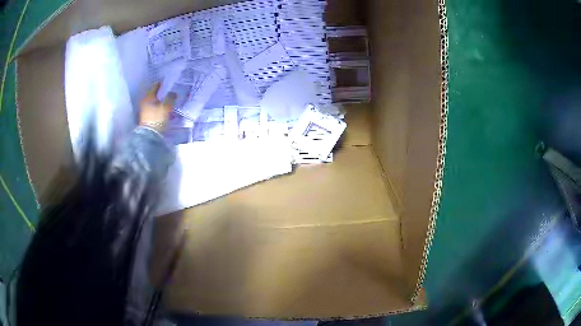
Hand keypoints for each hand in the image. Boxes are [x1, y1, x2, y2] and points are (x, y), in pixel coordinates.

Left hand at [139, 82, 176, 131]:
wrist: (150, 135)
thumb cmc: (157, 118)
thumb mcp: (166, 106)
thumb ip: (170, 97)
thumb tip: (173, 92)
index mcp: (148, 96)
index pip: (155, 85)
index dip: (163, 83)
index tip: (169, 83)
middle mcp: (144, 101)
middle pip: (154, 93)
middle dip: (161, 92)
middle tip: (169, 91)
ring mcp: (144, 109)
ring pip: (153, 101)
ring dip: (159, 100)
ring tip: (167, 100)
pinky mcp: (145, 116)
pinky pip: (153, 108)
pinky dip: (158, 106)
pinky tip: (163, 108)